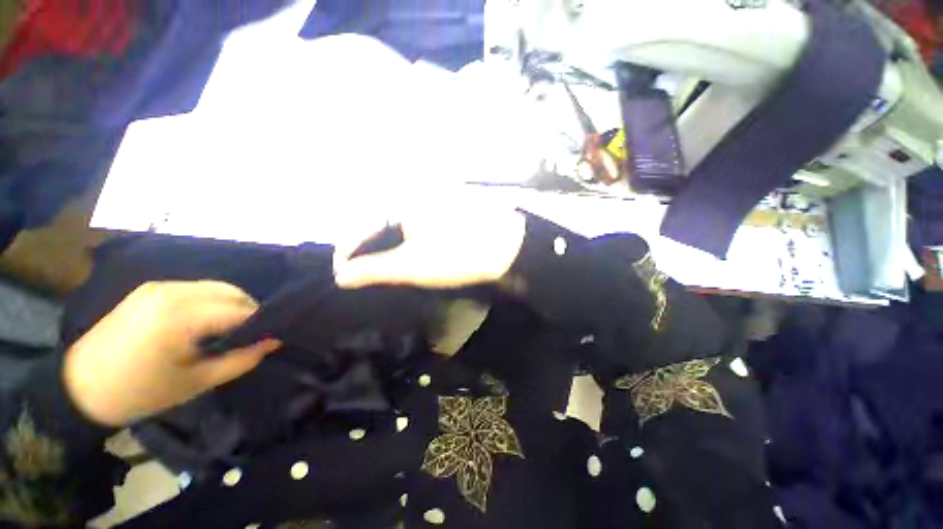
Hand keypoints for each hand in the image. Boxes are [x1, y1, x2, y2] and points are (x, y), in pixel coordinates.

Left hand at [64, 281, 280, 426]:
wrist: (80, 387)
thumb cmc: (140, 392)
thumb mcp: (196, 382)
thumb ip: (241, 359)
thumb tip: (275, 341)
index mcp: (181, 316)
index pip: (241, 310)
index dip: (262, 324)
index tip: (271, 338)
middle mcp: (173, 292)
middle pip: (233, 292)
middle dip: (250, 312)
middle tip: (251, 336)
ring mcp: (160, 287)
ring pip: (217, 287)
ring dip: (232, 305)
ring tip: (230, 329)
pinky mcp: (151, 289)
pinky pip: (197, 288)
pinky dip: (212, 301)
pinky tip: (206, 322)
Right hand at [333, 207, 525, 288]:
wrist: (509, 248)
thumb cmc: (458, 255)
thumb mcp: (412, 265)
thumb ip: (374, 270)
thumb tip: (341, 277)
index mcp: (402, 202)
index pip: (362, 226)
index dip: (348, 252)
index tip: (342, 276)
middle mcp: (413, 195)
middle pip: (378, 225)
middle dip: (367, 252)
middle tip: (361, 276)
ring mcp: (432, 203)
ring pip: (397, 227)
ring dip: (386, 249)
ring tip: (380, 271)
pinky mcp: (446, 212)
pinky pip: (415, 227)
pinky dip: (406, 244)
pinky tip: (406, 257)